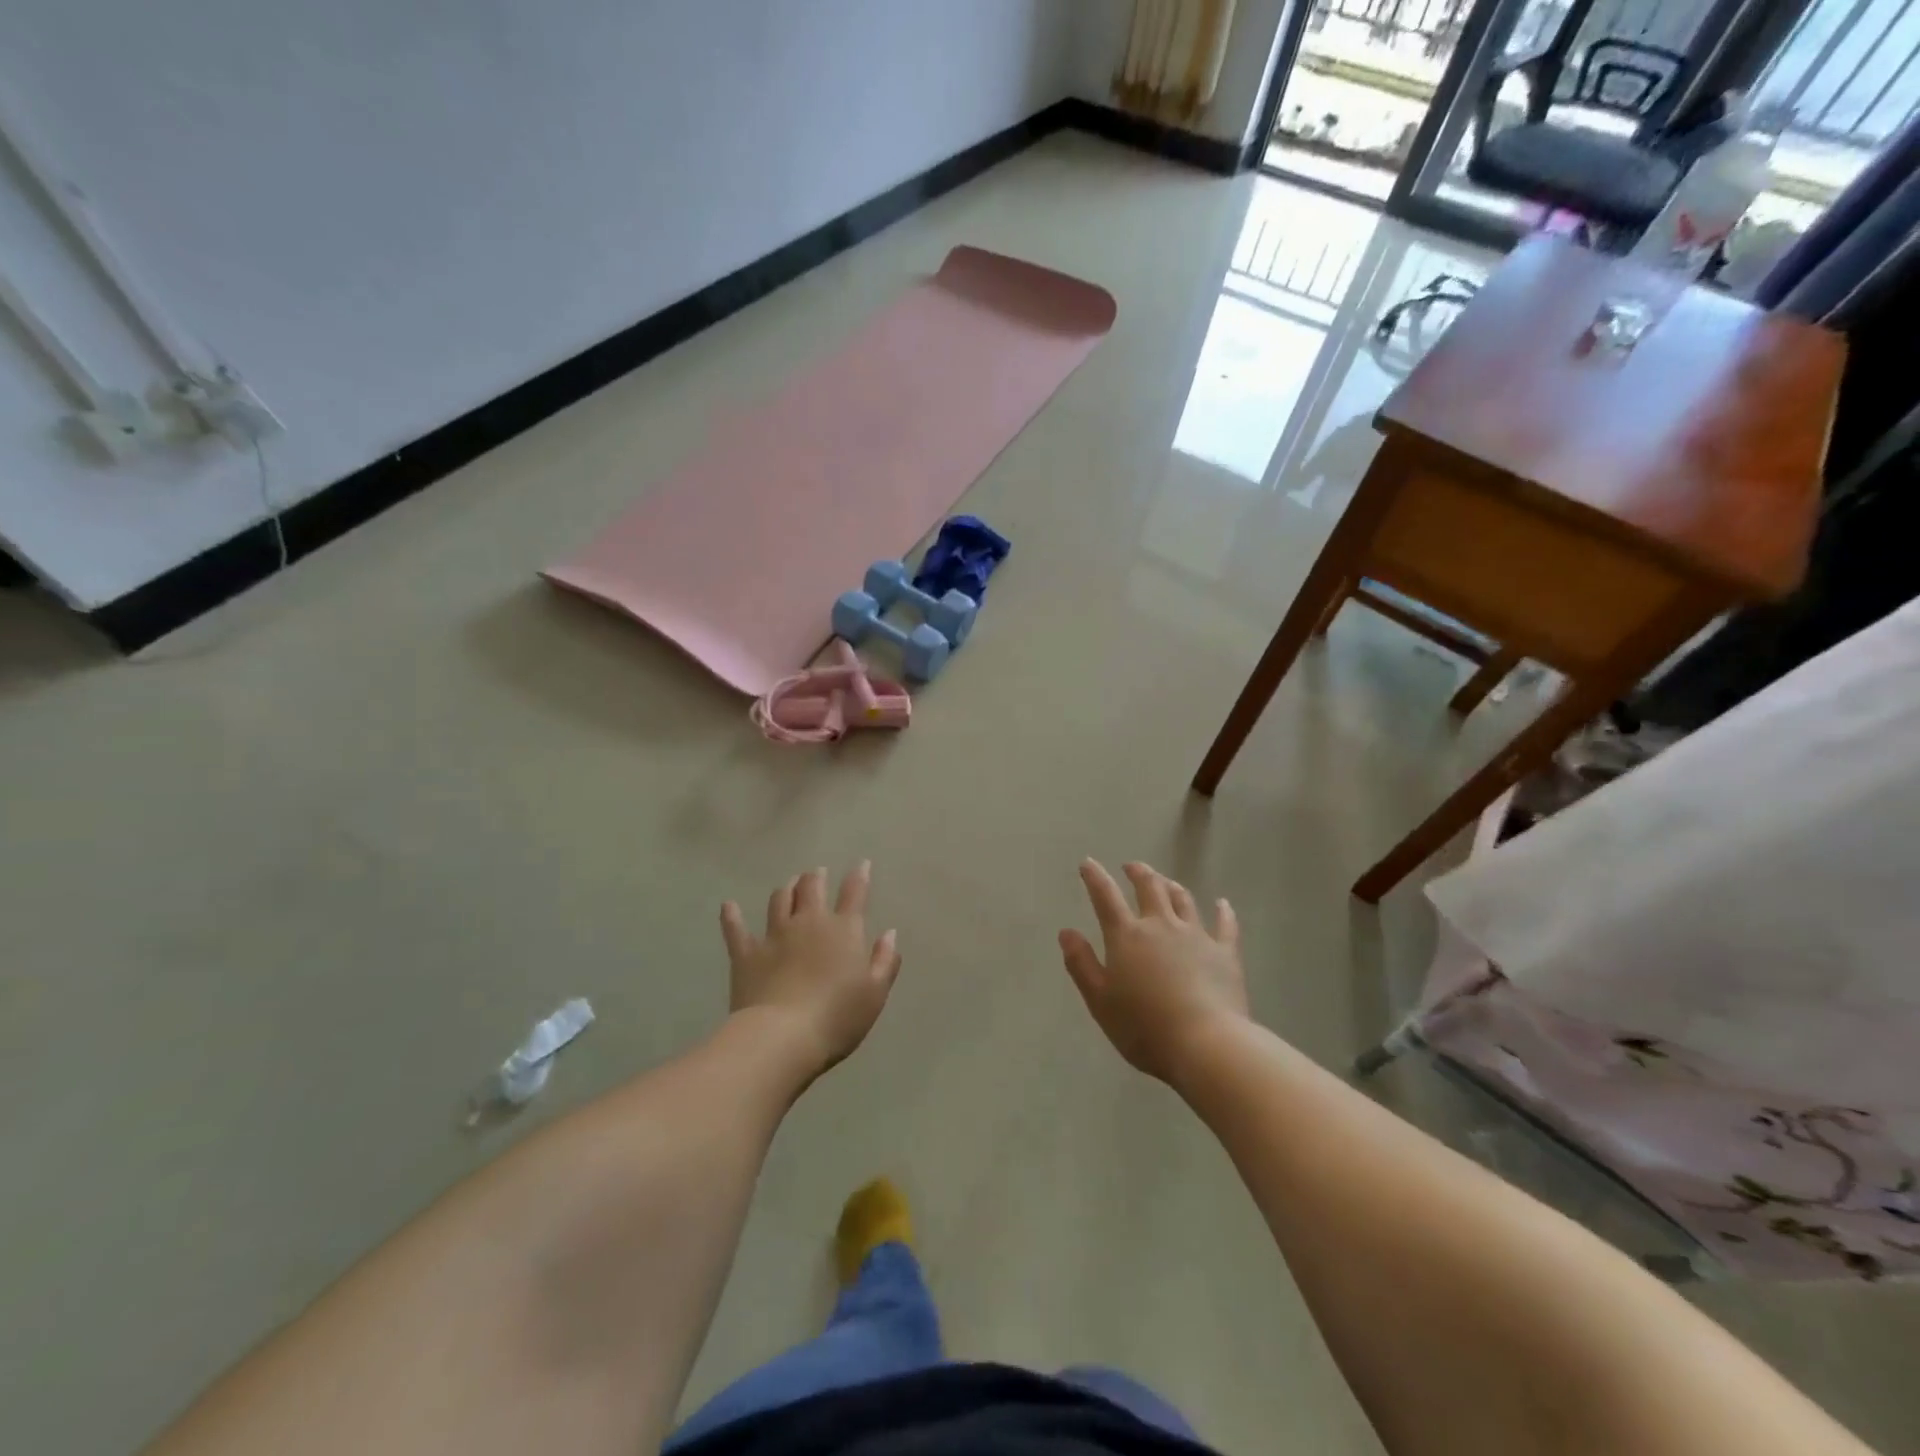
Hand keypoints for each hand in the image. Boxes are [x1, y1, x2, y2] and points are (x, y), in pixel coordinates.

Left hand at [721, 862, 900, 1074]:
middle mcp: (808, 923)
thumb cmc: (837, 1017)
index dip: (859, 876)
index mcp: (843, 931)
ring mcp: (774, 936)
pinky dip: (732, 916)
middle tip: (817, 873)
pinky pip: (736, 929)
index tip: (861, 864)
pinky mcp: (746, 954)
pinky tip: (729, 906)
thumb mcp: (875, 994)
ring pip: (779, 900)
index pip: (854, 894)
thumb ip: (884, 961)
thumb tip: (889, 933)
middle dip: (816, 877)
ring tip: (789, 885)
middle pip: (812, 888)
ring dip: (786, 889)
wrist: (782, 1037)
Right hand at [1059, 860, 1248, 1084]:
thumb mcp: (1100, 1001)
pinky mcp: (1225, 953)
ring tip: (1165, 881)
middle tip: (1131, 867)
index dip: (1095, 877)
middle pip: (1149, 887)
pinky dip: (1223, 911)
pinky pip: (1225, 925)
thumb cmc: (1144, 1027)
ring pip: (1182, 900)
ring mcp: (1196, 936)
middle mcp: (1161, 926)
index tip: (1087, 863)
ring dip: (1171, 886)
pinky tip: (1222, 904)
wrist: (1206, 1044)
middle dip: (1138, 872)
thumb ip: (1081, 964)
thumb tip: (1066, 932)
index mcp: (1127, 936)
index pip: (1105, 897)